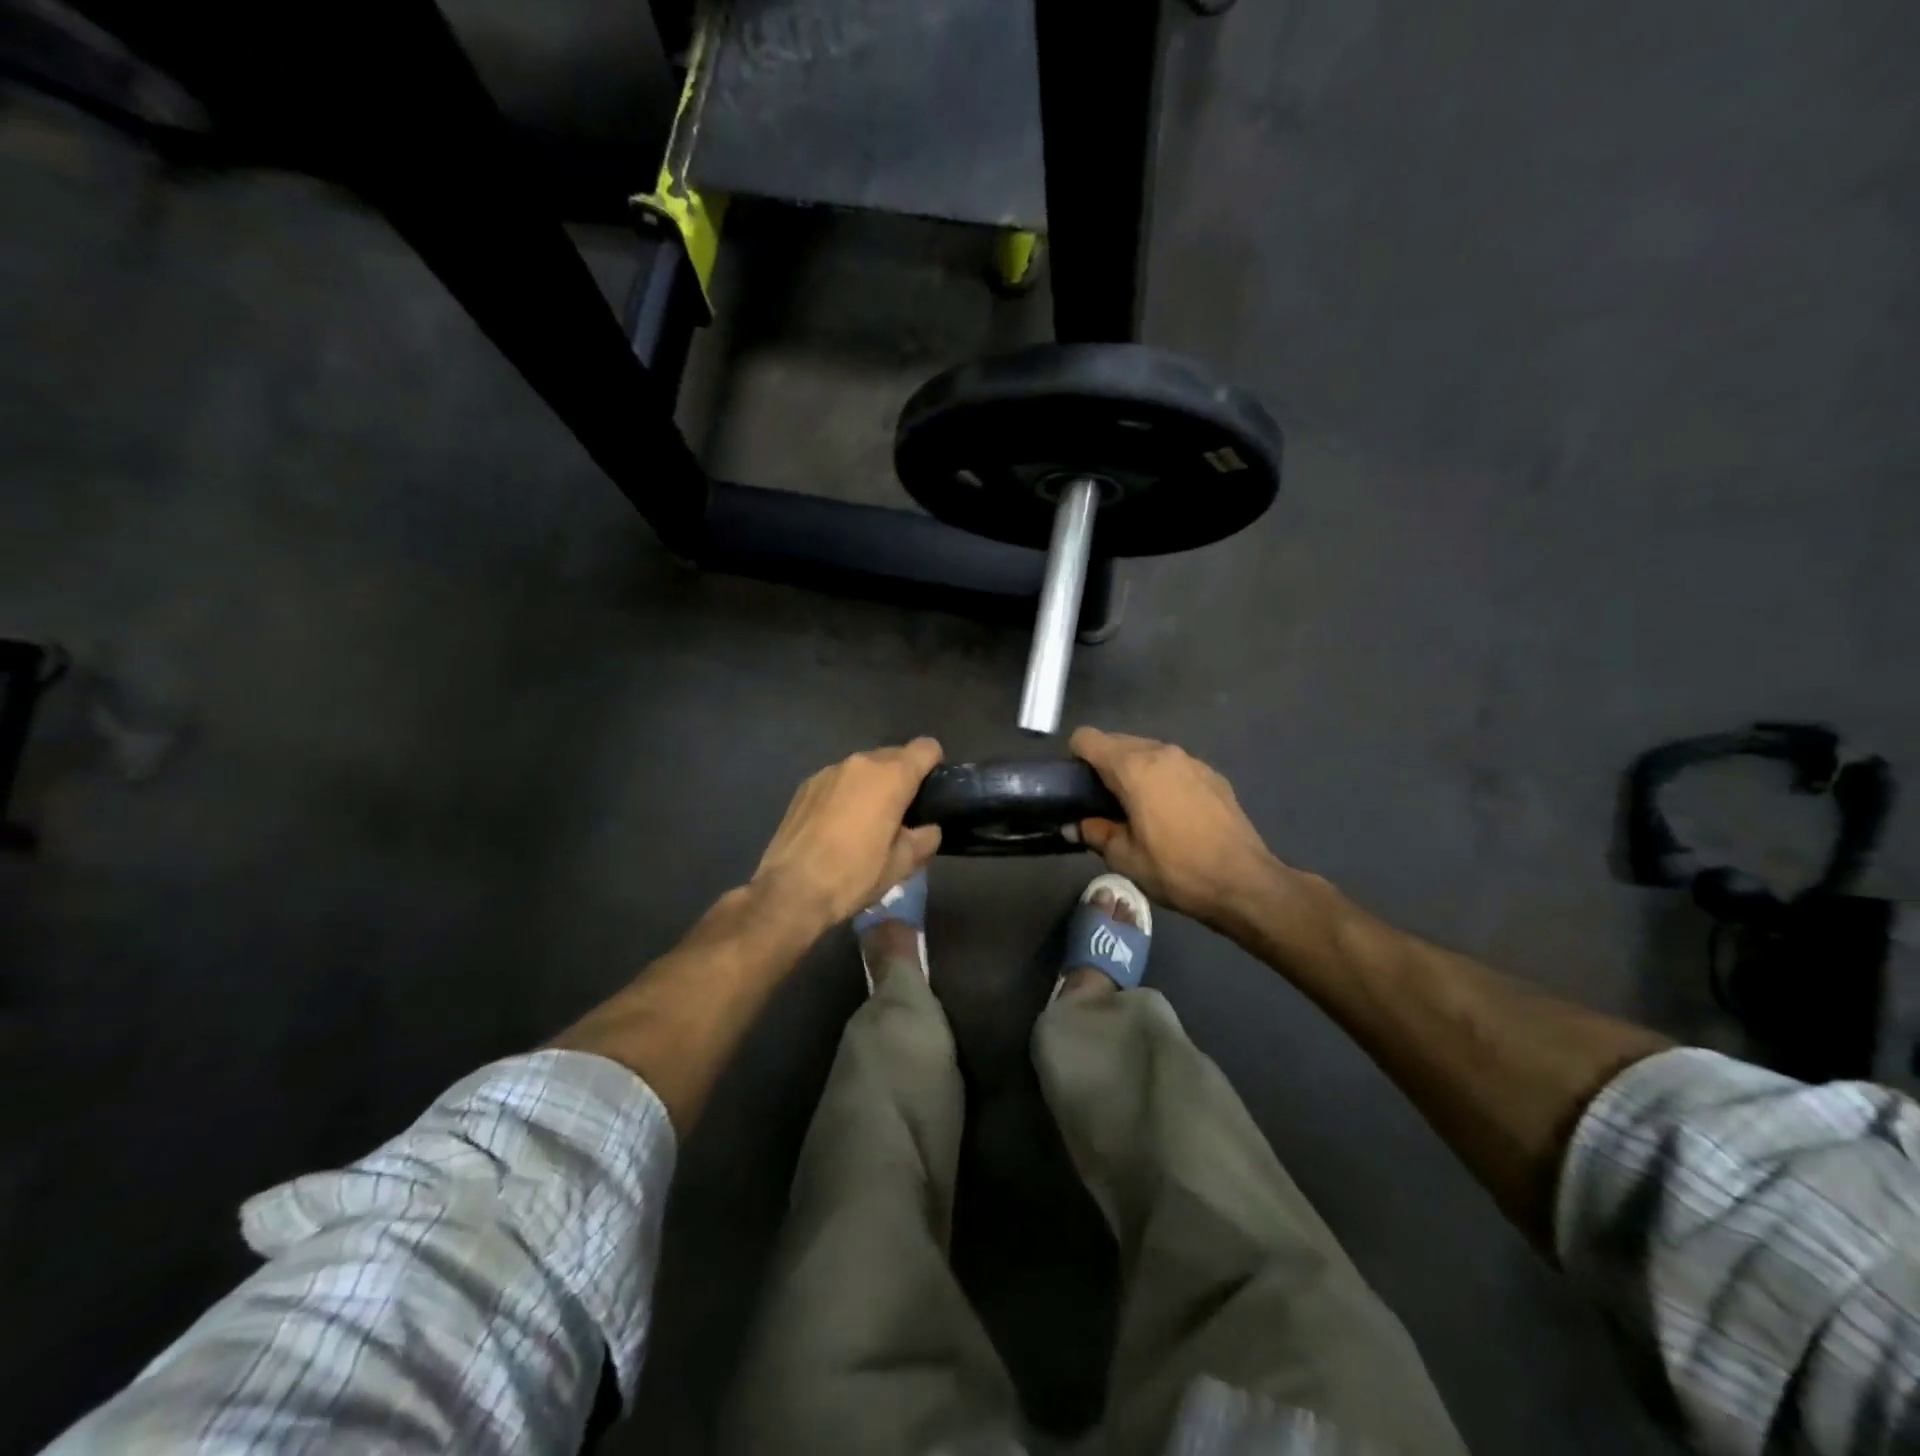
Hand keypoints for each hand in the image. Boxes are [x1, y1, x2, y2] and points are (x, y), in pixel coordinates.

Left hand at [751, 738, 944, 930]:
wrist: (791, 891)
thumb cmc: (854, 875)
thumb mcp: (901, 865)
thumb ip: (925, 839)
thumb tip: (929, 829)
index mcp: (892, 776)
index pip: (927, 748)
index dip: (934, 765)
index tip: (931, 791)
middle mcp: (861, 762)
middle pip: (894, 756)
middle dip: (902, 778)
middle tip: (900, 814)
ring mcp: (829, 771)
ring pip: (864, 768)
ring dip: (872, 786)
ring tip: (866, 822)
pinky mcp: (806, 785)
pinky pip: (838, 780)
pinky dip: (845, 794)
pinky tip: (837, 826)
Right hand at [1071, 726, 1283, 930]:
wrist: (1244, 882)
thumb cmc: (1177, 870)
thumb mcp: (1125, 859)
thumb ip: (1094, 833)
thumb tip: (1074, 826)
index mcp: (1133, 768)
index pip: (1088, 738)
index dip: (1075, 757)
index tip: (1077, 786)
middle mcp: (1161, 752)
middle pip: (1117, 741)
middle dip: (1104, 765)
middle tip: (1103, 803)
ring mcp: (1191, 760)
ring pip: (1148, 751)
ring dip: (1134, 771)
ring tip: (1138, 808)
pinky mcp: (1212, 774)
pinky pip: (1174, 766)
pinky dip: (1162, 779)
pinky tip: (1172, 813)